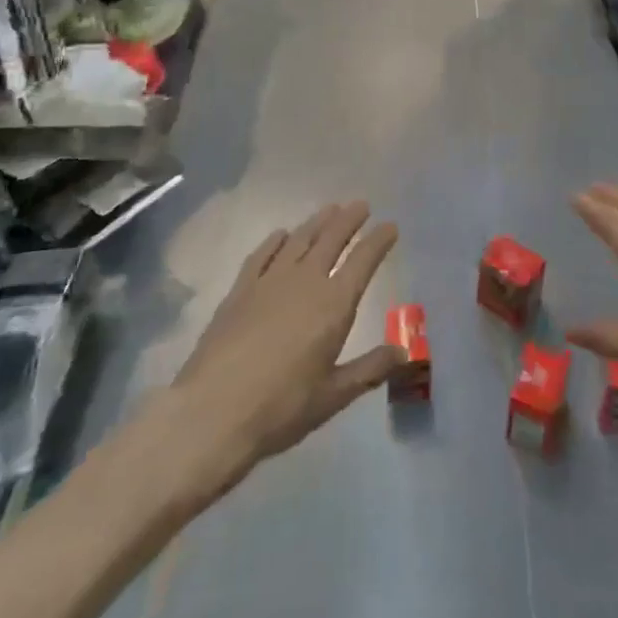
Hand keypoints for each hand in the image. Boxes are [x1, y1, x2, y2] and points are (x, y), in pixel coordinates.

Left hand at [161, 202, 403, 497]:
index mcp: (334, 304)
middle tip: (361, 205)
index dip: (379, 241)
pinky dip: (275, 240)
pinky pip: (262, 255)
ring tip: (330, 209)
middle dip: (349, 220)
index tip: (390, 226)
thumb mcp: (334, 396)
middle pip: (331, 240)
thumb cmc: (281, 408)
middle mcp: (305, 281)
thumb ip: (370, 369)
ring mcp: (269, 282)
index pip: (363, 261)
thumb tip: (404, 353)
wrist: (212, 412)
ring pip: (299, 240)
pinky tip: (280, 234)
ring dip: (317, 222)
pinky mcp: (239, 291)